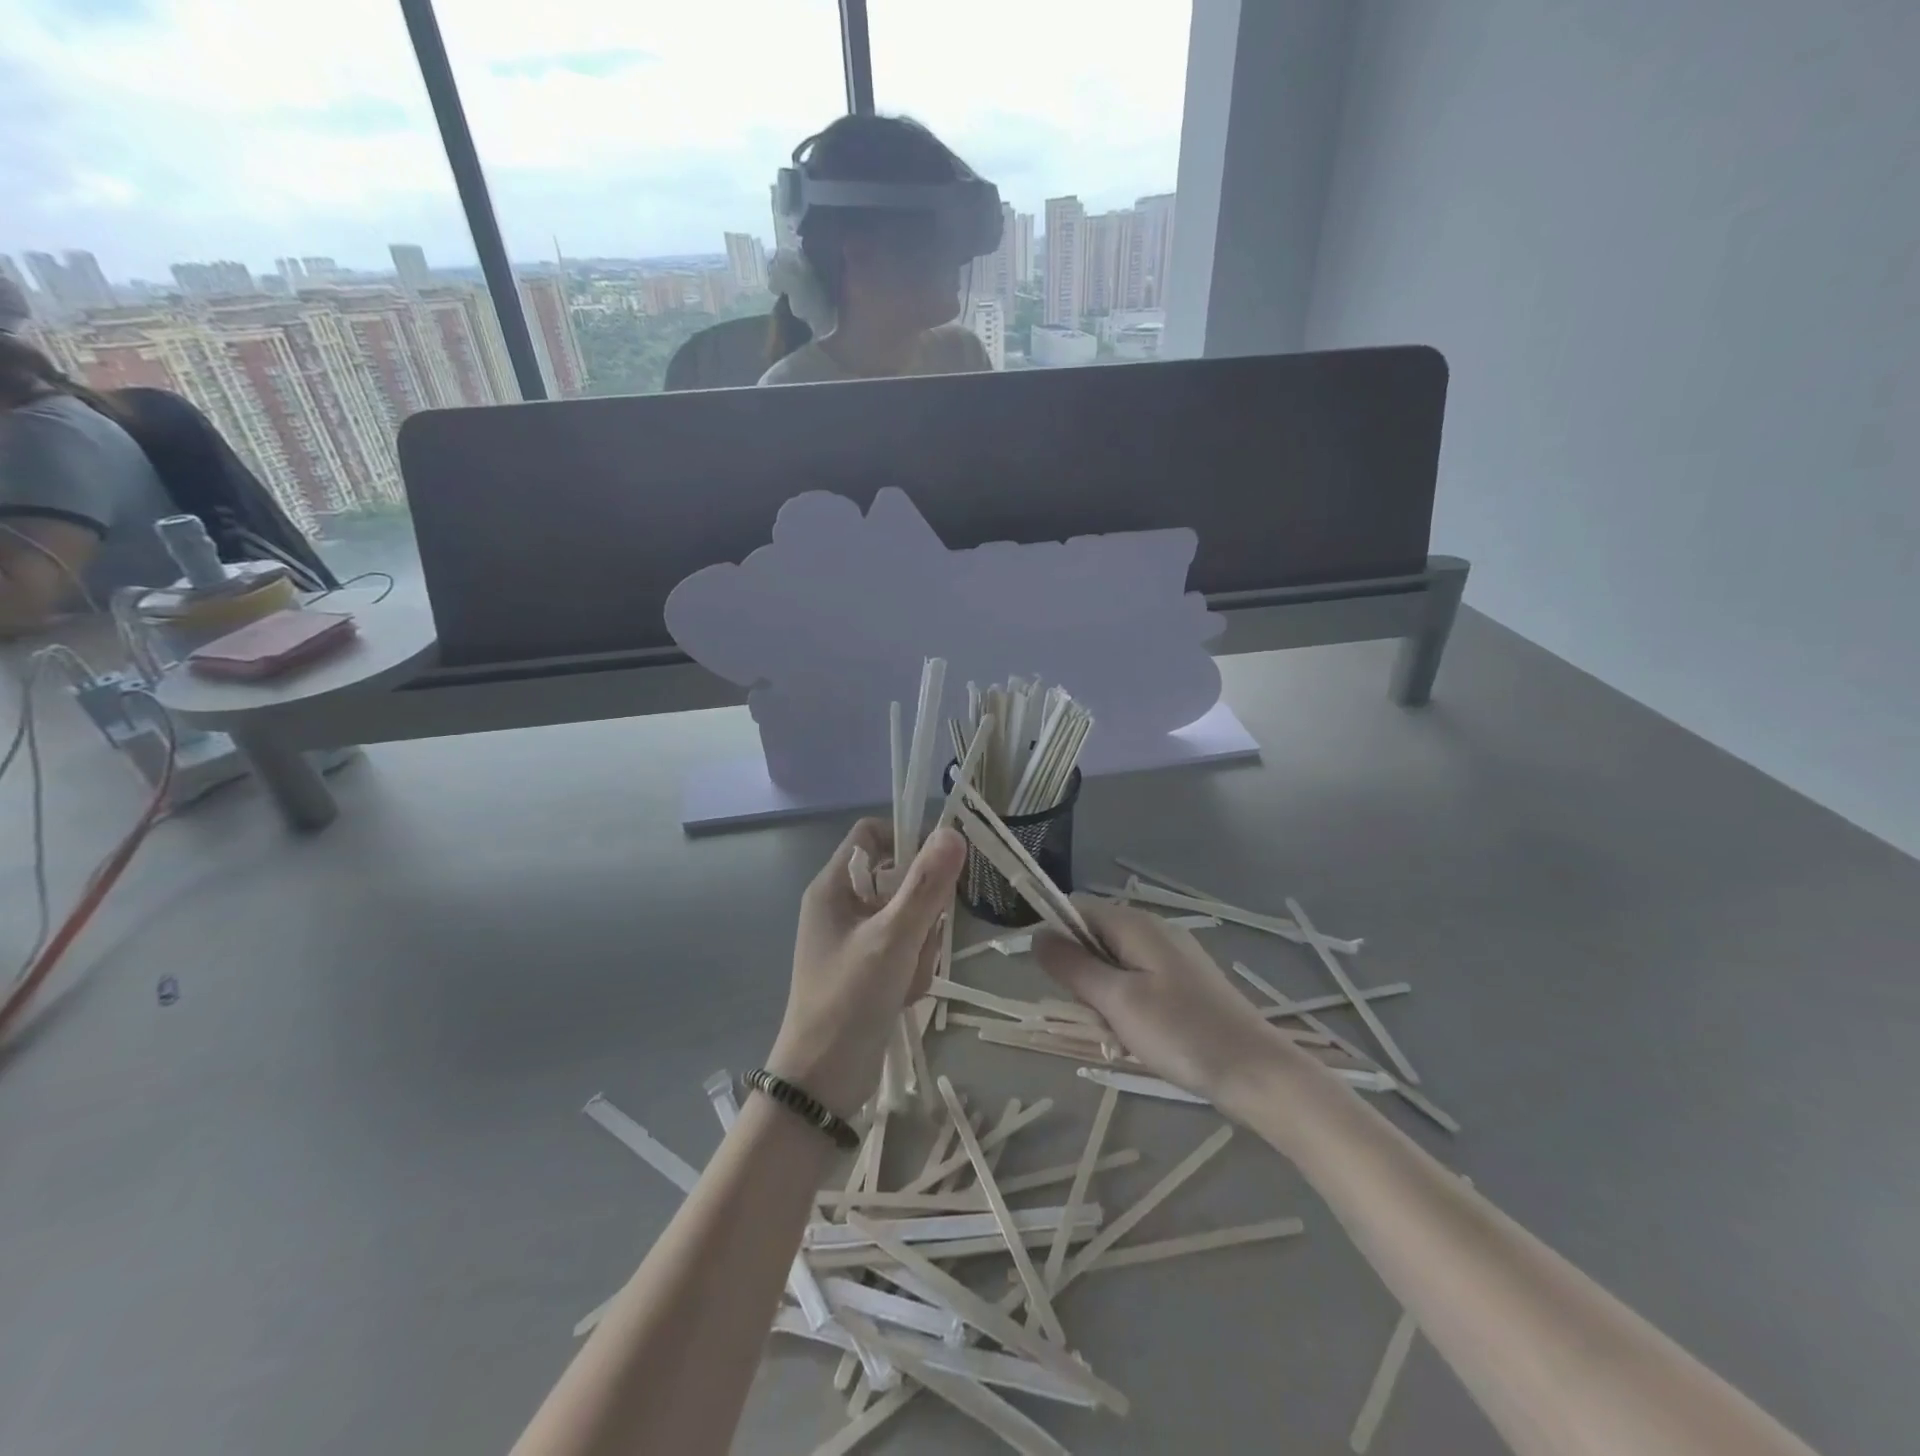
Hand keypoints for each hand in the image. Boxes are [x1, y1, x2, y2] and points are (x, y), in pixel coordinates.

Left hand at [768, 819, 965, 1116]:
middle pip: (898, 877)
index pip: (871, 833)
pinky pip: (904, 947)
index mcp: (832, 886)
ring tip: (907, 976)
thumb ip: (925, 885)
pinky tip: (904, 994)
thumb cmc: (850, 1000)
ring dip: (920, 945)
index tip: (939, 865)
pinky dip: (912, 967)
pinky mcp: (866, 967)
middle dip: (921, 909)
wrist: (823, 1081)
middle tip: (922, 938)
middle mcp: (840, 905)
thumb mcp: (893, 938)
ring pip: (908, 916)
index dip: (906, 839)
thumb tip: (952, 832)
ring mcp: (854, 938)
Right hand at [1035, 898, 1291, 1103]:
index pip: (1076, 908)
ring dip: (1104, 996)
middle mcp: (1153, 929)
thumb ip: (1073, 966)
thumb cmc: (1181, 1033)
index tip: (1052, 979)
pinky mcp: (1184, 982)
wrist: (1256, 1071)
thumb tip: (1036, 935)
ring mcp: (1172, 955)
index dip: (1055, 935)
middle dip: (1083, 975)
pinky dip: (1127, 1006)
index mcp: (1135, 924)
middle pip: (1094, 937)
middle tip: (1096, 1015)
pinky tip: (1140, 1038)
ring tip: (1119, 1034)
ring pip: (1114, 964)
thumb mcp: (1117, 1001)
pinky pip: (1137, 982)